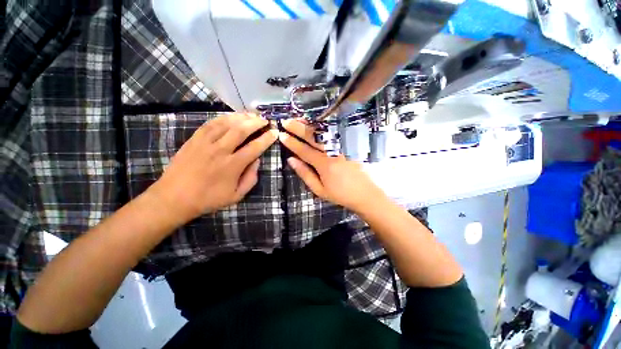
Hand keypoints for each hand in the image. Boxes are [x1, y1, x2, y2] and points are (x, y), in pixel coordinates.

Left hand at [148, 114, 277, 225]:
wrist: (174, 198)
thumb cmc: (208, 199)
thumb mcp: (236, 196)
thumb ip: (251, 178)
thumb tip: (257, 161)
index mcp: (232, 165)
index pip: (255, 147)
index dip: (267, 138)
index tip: (275, 132)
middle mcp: (220, 151)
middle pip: (241, 130)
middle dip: (256, 122)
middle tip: (265, 119)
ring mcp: (205, 143)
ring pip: (226, 123)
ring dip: (241, 117)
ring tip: (251, 114)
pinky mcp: (194, 139)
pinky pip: (210, 124)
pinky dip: (223, 118)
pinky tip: (231, 117)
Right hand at [279, 119, 387, 212]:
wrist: (366, 193)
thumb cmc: (341, 194)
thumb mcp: (320, 190)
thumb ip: (305, 174)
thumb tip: (291, 160)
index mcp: (324, 165)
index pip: (304, 150)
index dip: (291, 142)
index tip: (281, 135)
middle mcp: (333, 152)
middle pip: (313, 137)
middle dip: (298, 128)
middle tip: (286, 122)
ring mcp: (343, 146)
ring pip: (324, 131)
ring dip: (310, 124)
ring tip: (298, 119)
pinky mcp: (350, 144)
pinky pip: (336, 131)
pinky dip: (324, 126)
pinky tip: (317, 123)